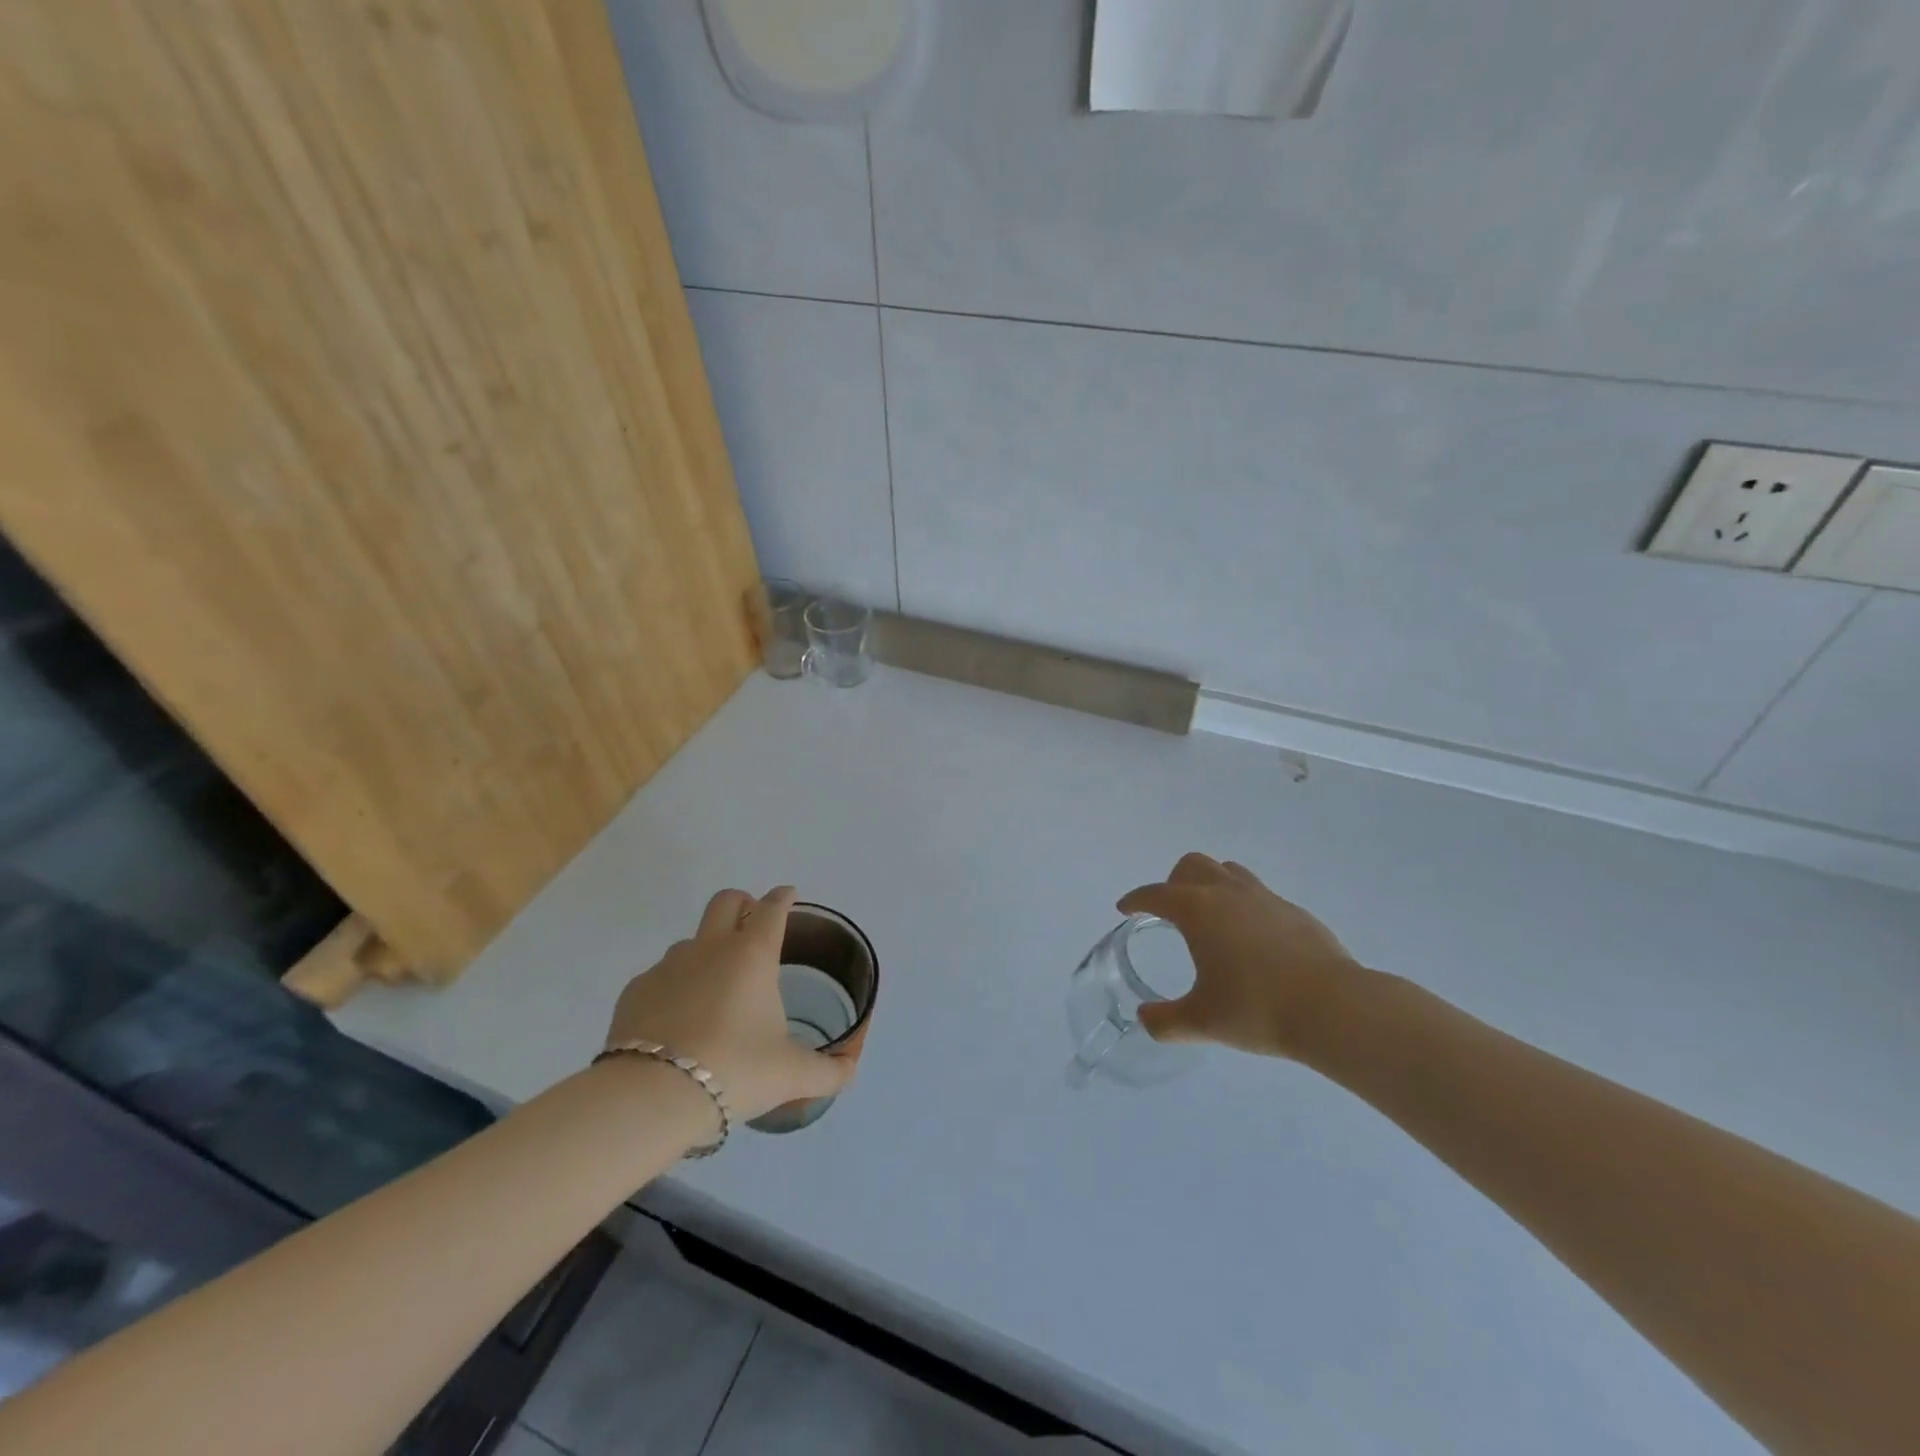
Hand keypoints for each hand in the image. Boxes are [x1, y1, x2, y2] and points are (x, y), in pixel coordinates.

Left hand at [604, 887, 852, 1122]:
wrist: (652, 1097)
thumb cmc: (735, 1071)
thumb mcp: (790, 1075)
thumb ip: (826, 1071)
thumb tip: (849, 1070)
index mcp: (753, 955)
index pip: (772, 908)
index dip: (783, 898)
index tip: (788, 895)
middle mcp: (710, 948)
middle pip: (726, 901)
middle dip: (743, 903)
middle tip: (752, 923)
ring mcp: (668, 966)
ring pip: (692, 941)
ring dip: (707, 951)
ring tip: (715, 989)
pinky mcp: (636, 991)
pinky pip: (661, 976)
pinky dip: (674, 987)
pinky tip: (678, 1021)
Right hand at [1118, 853, 1364, 1060]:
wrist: (1332, 1008)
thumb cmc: (1256, 1009)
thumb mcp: (1201, 1022)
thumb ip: (1165, 1021)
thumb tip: (1145, 1019)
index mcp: (1197, 910)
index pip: (1155, 894)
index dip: (1136, 900)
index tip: (1125, 908)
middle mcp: (1227, 892)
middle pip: (1192, 866)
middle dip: (1173, 882)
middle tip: (1170, 912)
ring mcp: (1264, 897)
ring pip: (1228, 872)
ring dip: (1210, 885)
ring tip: (1210, 917)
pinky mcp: (1293, 911)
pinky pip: (1258, 894)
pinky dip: (1243, 905)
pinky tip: (1251, 940)